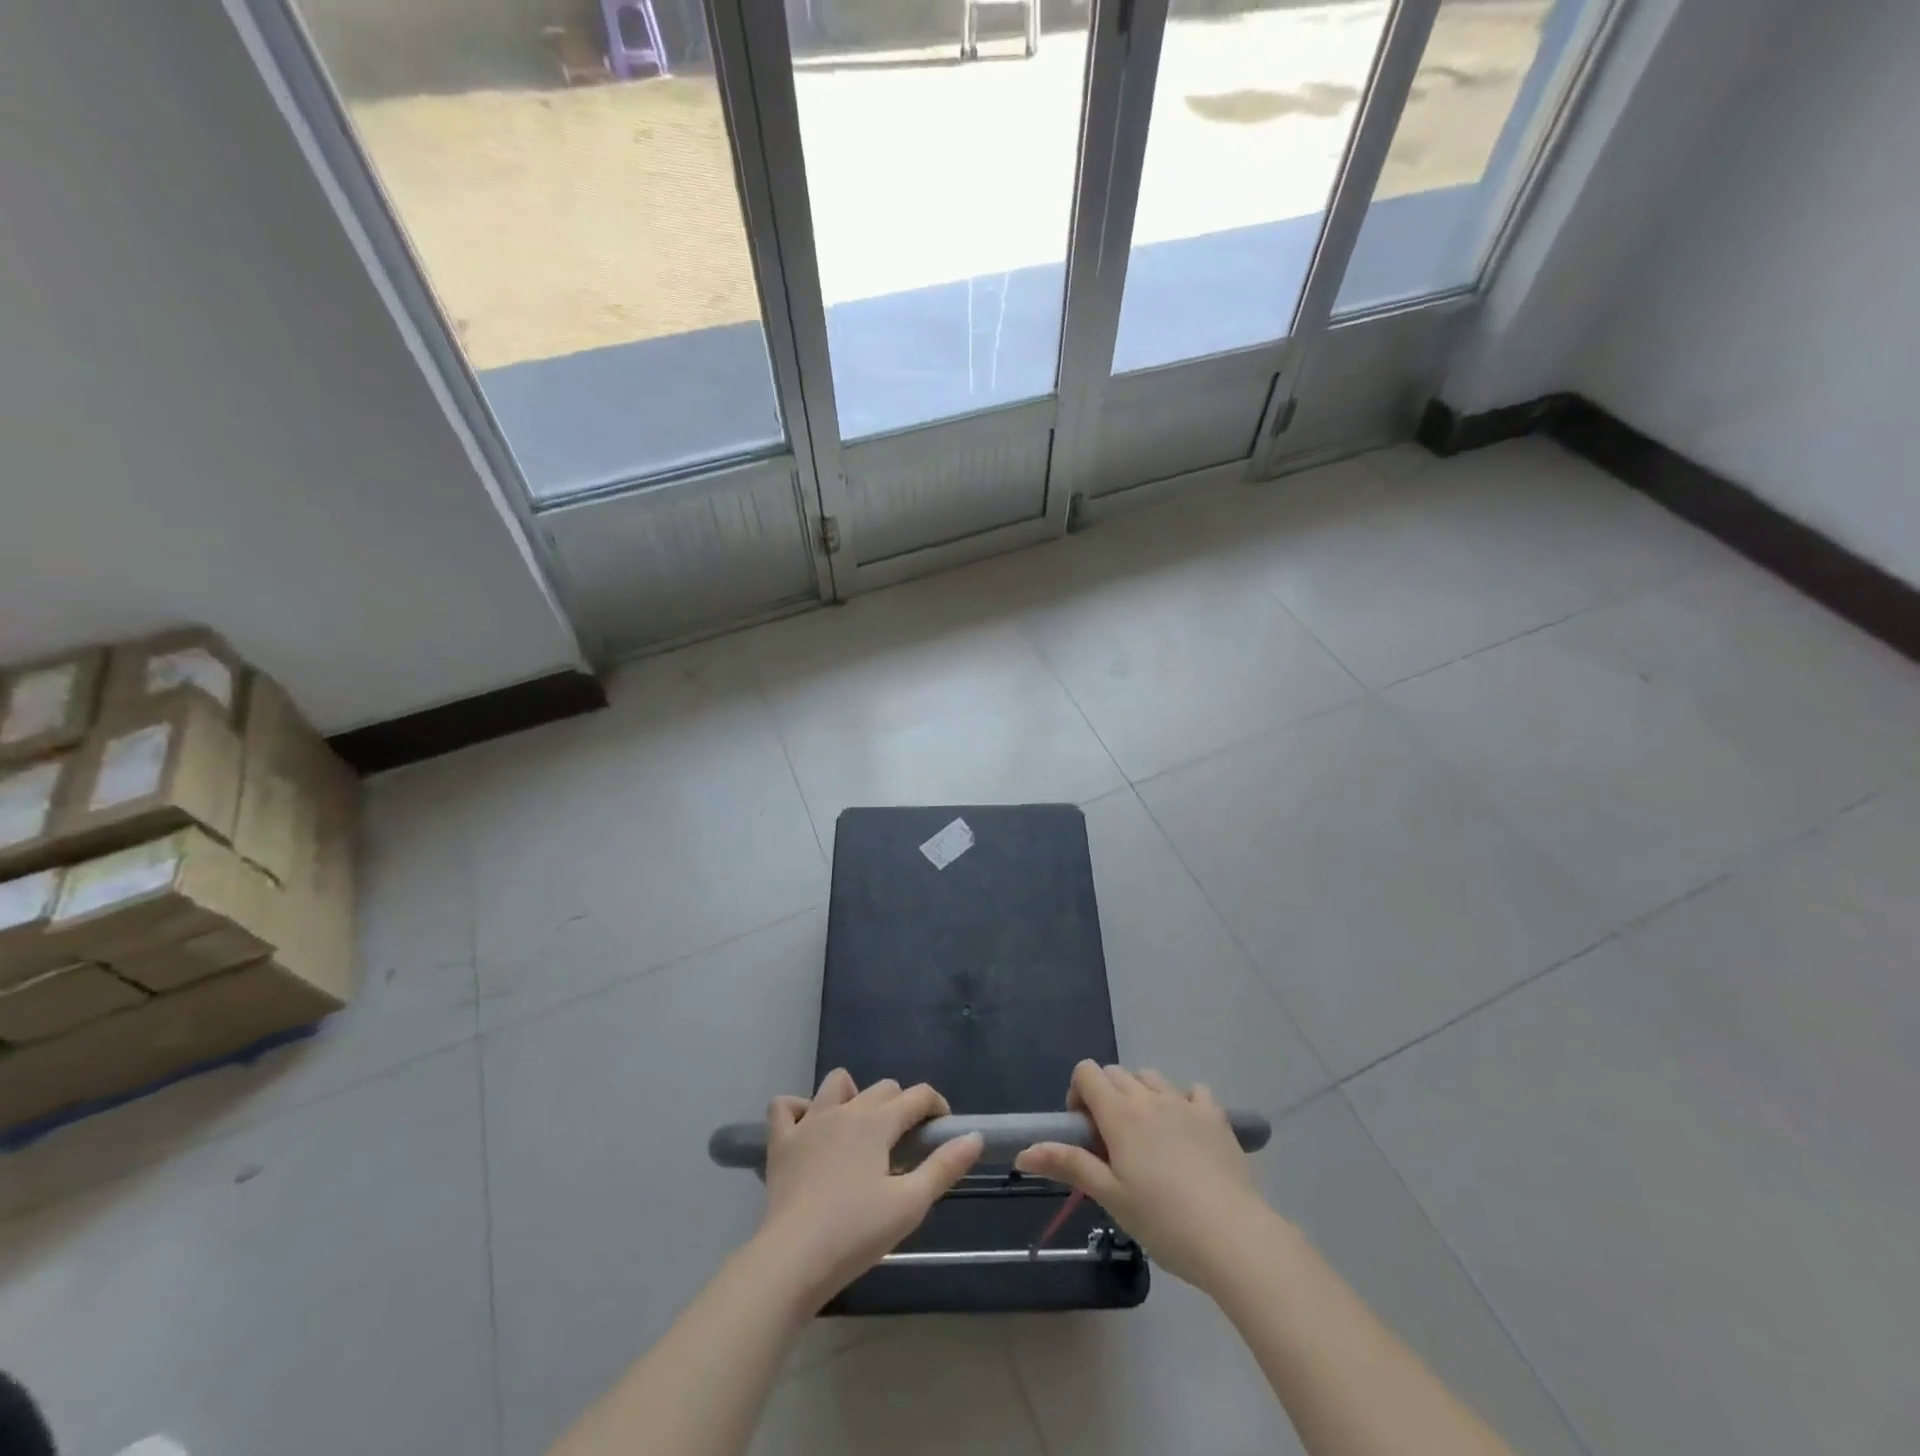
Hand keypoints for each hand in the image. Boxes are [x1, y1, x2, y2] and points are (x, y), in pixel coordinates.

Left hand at [755, 1069, 981, 1312]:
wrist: (792, 1260)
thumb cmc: (855, 1233)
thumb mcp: (910, 1205)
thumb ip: (944, 1167)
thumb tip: (974, 1136)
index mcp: (877, 1122)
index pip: (917, 1095)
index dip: (937, 1107)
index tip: (943, 1131)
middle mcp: (845, 1110)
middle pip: (883, 1088)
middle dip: (901, 1106)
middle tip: (905, 1145)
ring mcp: (809, 1122)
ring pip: (836, 1083)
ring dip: (852, 1096)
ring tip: (859, 1130)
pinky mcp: (781, 1142)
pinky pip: (785, 1107)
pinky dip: (799, 1110)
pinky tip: (809, 1130)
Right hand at [1015, 1061, 1271, 1292]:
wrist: (1232, 1236)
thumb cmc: (1163, 1220)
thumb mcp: (1110, 1196)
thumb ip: (1068, 1165)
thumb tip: (1022, 1153)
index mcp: (1120, 1113)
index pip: (1087, 1072)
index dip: (1078, 1094)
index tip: (1084, 1131)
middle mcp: (1149, 1097)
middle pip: (1116, 1073)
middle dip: (1106, 1096)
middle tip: (1112, 1143)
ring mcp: (1185, 1103)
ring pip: (1151, 1078)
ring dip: (1141, 1095)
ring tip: (1147, 1138)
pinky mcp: (1216, 1116)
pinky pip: (1193, 1091)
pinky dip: (1183, 1102)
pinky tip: (1186, 1132)